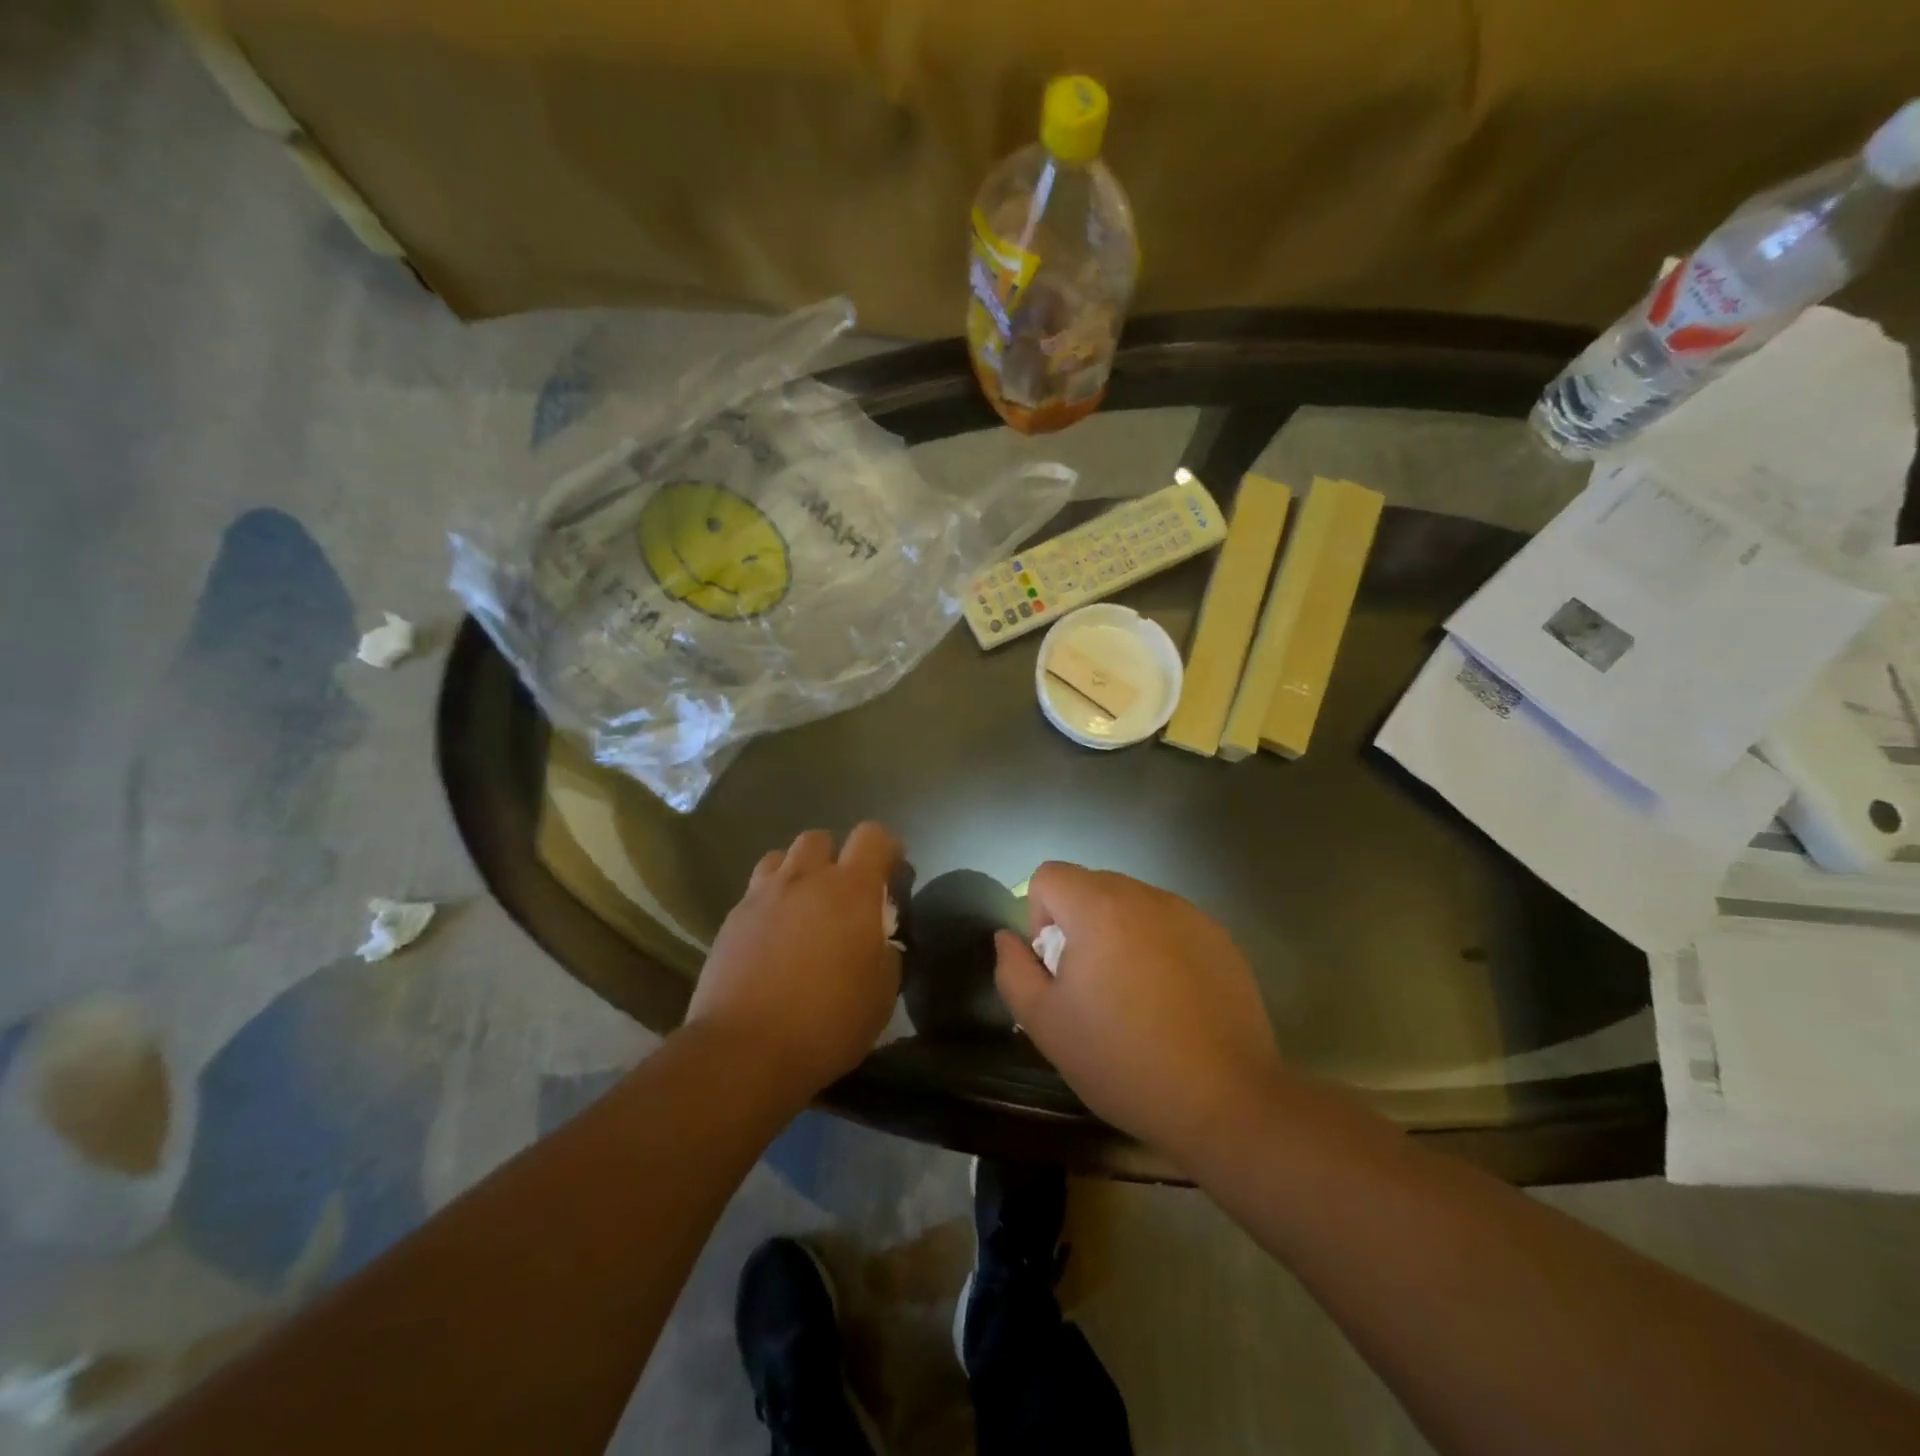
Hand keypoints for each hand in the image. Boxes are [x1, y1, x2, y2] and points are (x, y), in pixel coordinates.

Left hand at [686, 823, 903, 1098]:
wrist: (744, 1050)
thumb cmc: (827, 1022)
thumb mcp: (882, 994)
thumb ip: (886, 953)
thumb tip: (878, 941)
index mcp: (850, 890)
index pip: (873, 836)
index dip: (887, 848)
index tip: (891, 874)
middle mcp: (805, 879)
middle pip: (820, 838)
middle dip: (835, 857)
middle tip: (842, 896)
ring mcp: (762, 896)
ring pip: (781, 859)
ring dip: (797, 874)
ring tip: (802, 909)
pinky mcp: (730, 920)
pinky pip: (755, 893)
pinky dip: (770, 903)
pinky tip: (772, 939)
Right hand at [994, 864, 1282, 1165]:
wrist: (1225, 1100)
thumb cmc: (1123, 1061)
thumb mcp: (1045, 1025)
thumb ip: (1014, 971)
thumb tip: (1008, 937)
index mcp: (1099, 908)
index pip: (1049, 875)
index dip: (1038, 915)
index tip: (1055, 966)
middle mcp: (1145, 896)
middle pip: (1092, 886)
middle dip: (1078, 924)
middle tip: (1090, 985)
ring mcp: (1189, 914)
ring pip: (1133, 905)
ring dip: (1119, 933)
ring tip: (1132, 995)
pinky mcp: (1220, 939)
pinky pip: (1170, 925)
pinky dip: (1158, 947)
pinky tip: (1171, 1001)